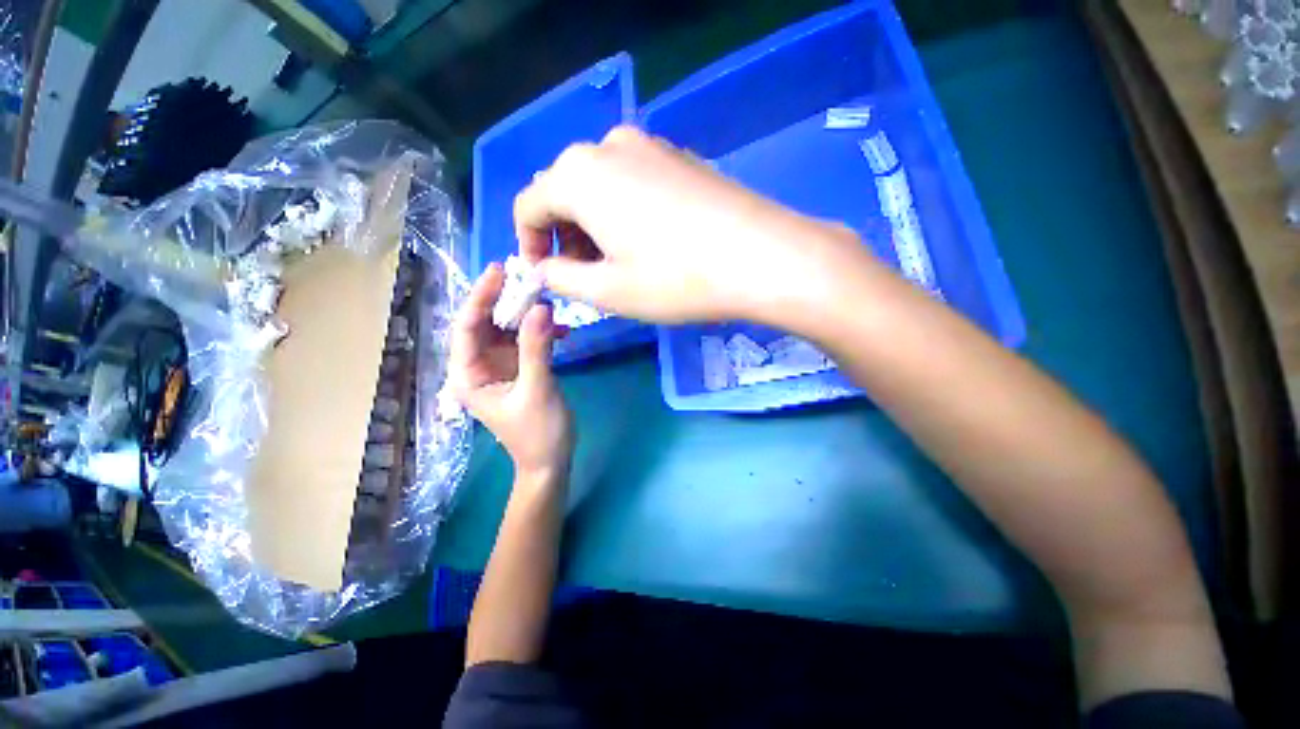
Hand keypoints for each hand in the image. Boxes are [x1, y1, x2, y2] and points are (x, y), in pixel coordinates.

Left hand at [450, 265, 574, 482]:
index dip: (480, 297)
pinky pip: (526, 340)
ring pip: (508, 329)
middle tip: (530, 279)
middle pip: (486, 324)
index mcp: (468, 375)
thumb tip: (541, 307)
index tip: (499, 271)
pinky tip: (561, 330)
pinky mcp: (520, 368)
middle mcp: (479, 366)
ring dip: (528, 315)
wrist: (551, 462)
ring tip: (550, 302)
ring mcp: (500, 366)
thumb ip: (536, 348)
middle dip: (506, 300)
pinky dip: (541, 332)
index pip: (466, 327)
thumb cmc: (538, 434)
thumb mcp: (537, 390)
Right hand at [514, 125, 871, 326]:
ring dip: (593, 223)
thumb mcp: (608, 290)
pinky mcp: (679, 158)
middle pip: (564, 190)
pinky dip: (623, 210)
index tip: (544, 274)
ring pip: (599, 185)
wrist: (761, 256)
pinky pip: (632, 181)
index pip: (529, 204)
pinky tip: (647, 240)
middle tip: (582, 273)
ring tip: (614, 261)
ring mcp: (650, 146)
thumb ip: (562, 278)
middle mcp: (609, 146)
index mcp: (580, 175)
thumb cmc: (676, 279)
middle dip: (563, 234)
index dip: (528, 242)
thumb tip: (545, 269)